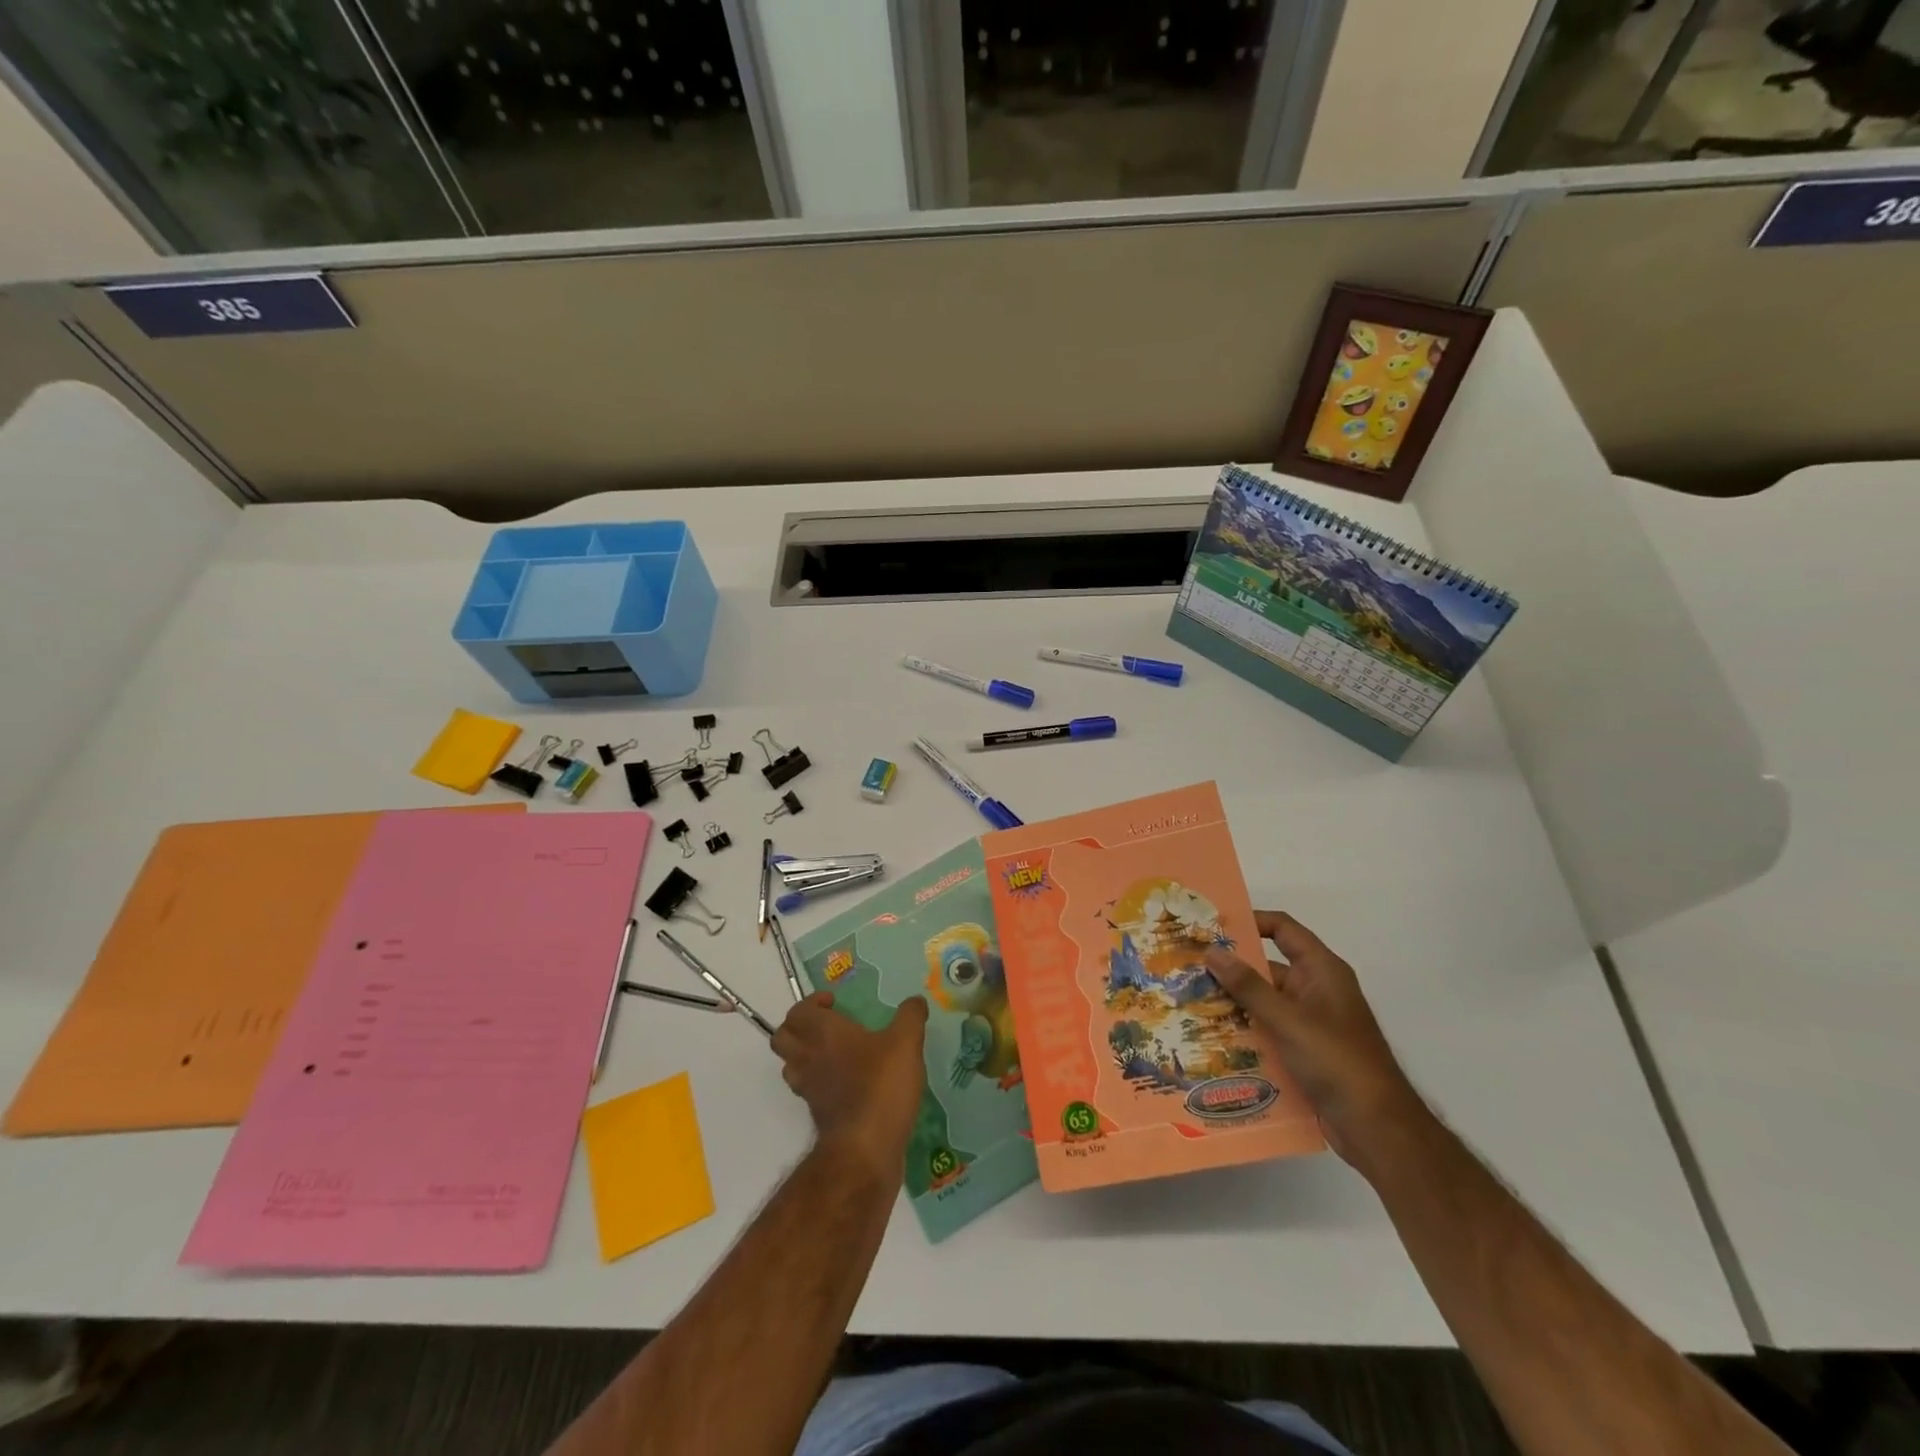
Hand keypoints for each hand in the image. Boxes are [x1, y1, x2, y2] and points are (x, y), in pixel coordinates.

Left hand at [772, 991, 928, 1177]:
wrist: (865, 1149)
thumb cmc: (881, 1085)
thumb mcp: (906, 1043)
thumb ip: (910, 1017)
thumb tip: (916, 1001)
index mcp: (824, 1033)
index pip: (798, 1011)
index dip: (811, 1003)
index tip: (834, 1003)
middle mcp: (809, 1057)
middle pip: (782, 1038)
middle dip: (798, 1026)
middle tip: (826, 1024)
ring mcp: (809, 1089)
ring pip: (790, 1065)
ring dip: (803, 1054)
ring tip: (832, 1052)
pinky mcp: (817, 1114)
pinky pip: (806, 1089)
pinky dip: (817, 1081)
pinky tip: (844, 1082)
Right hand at [1205, 912, 1424, 1171]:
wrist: (1377, 1128)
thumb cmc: (1336, 1061)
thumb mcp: (1288, 1019)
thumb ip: (1249, 986)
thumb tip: (1212, 951)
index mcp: (1322, 971)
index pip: (1283, 929)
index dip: (1251, 921)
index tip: (1212, 926)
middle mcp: (1316, 990)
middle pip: (1268, 967)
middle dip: (1230, 968)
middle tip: (1188, 966)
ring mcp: (1310, 1022)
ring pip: (1264, 1002)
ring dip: (1233, 1003)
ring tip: (1190, 1002)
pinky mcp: (1304, 1050)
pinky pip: (1268, 1030)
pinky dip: (1245, 1031)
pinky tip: (1212, 1038)